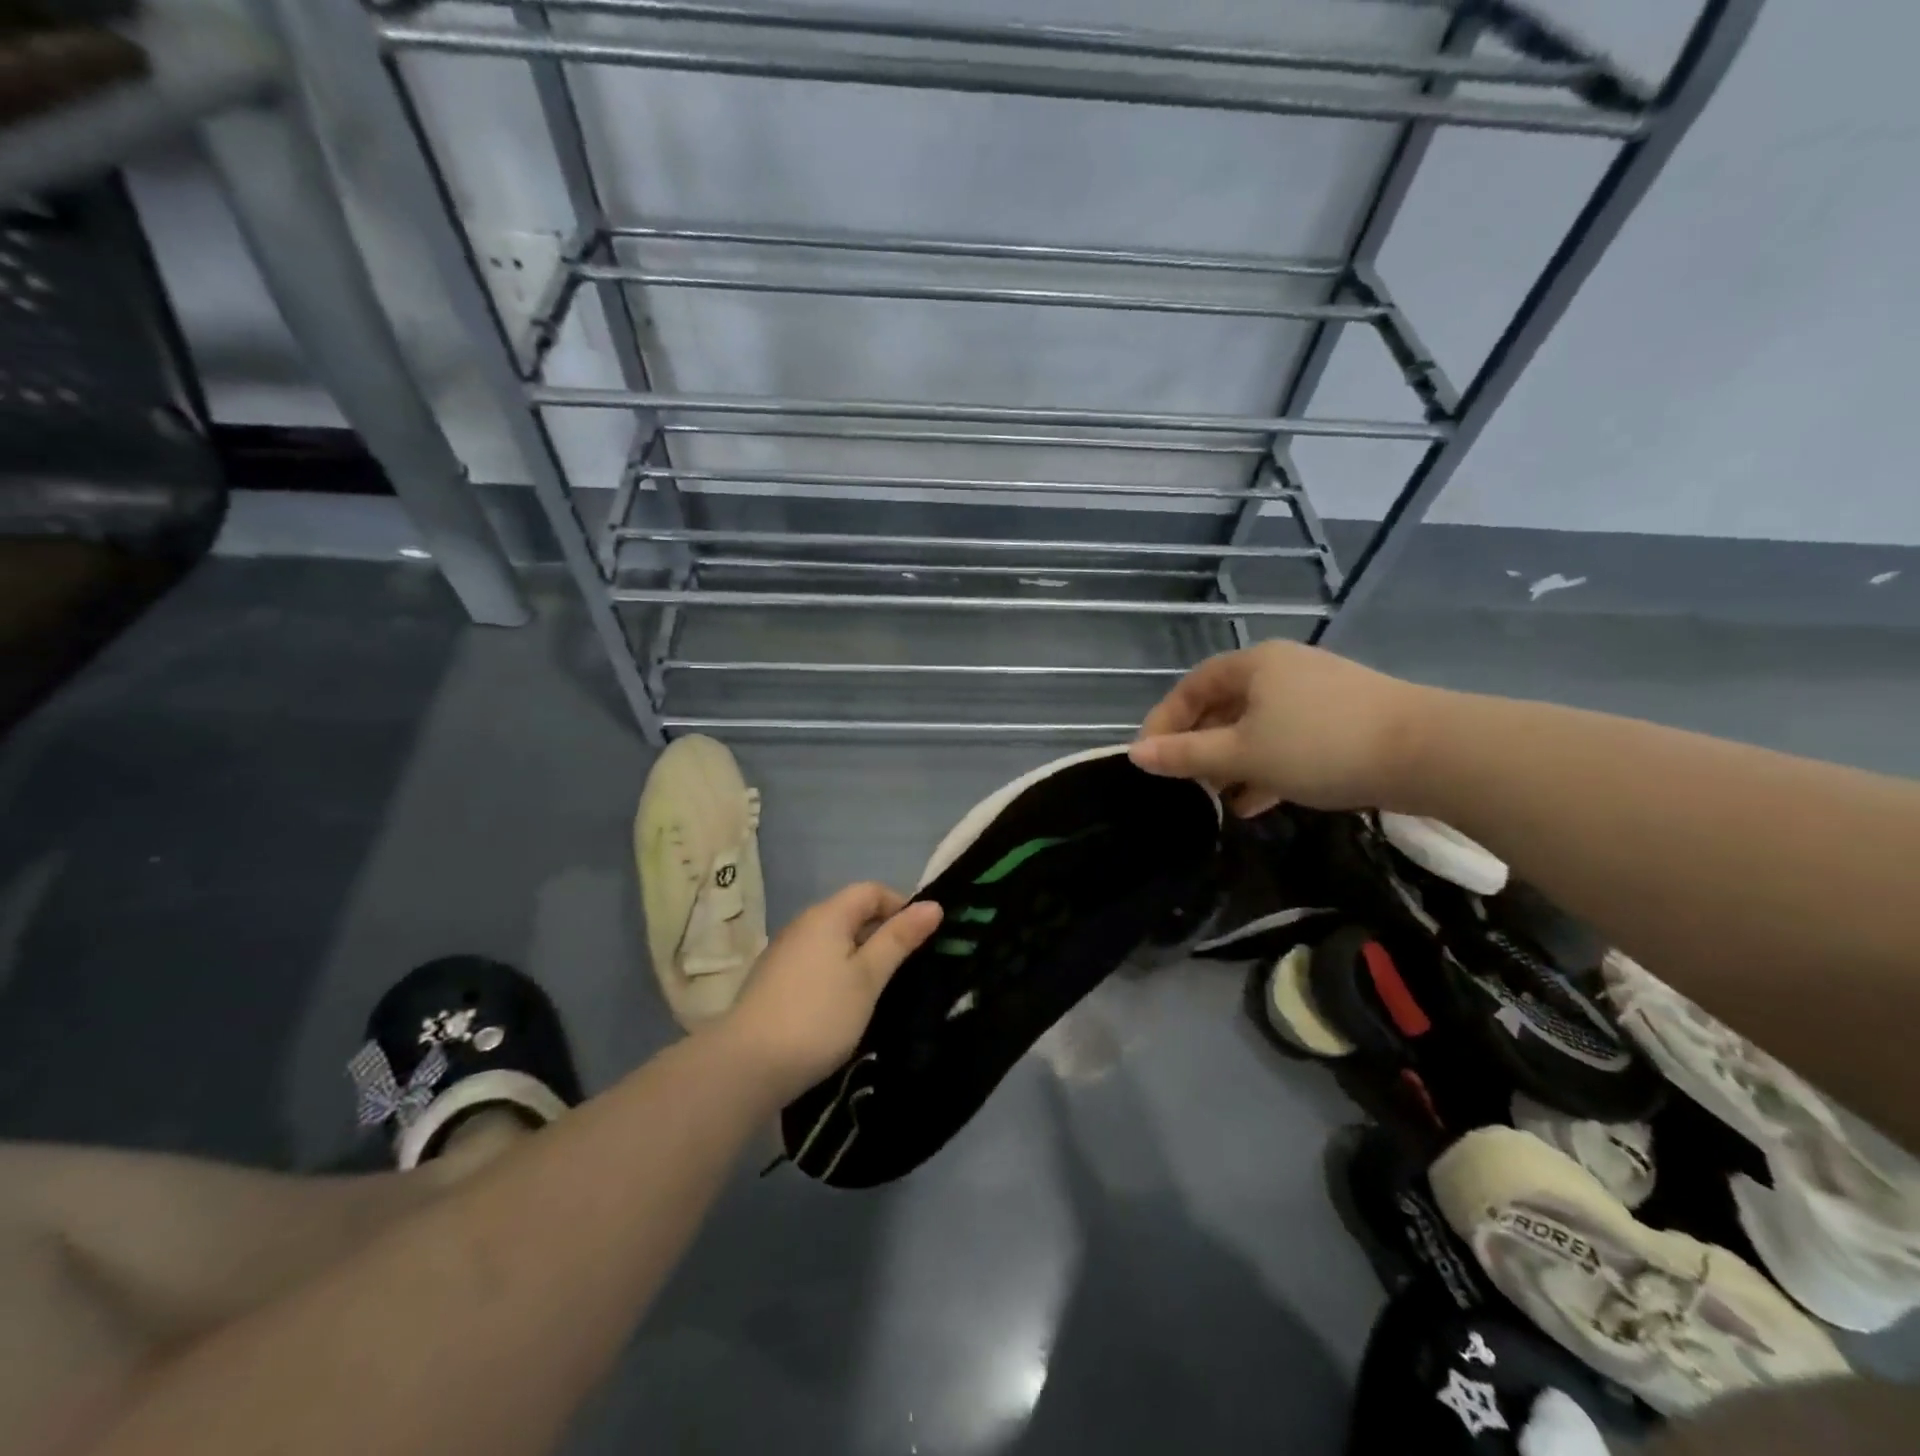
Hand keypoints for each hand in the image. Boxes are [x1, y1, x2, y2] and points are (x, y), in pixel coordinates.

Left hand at [718, 883, 942, 1101]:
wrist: (747, 1066)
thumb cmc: (818, 1015)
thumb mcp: (868, 977)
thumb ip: (898, 939)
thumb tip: (932, 905)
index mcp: (827, 915)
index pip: (871, 890)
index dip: (900, 907)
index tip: (922, 940)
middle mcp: (803, 924)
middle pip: (852, 913)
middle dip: (883, 934)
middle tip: (909, 968)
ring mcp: (785, 953)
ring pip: (835, 941)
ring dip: (862, 957)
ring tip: (882, 990)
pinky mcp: (776, 981)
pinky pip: (818, 962)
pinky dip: (839, 973)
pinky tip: (847, 1005)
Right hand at [1129, 641, 1432, 815]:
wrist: (1429, 753)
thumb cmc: (1320, 745)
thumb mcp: (1244, 754)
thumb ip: (1186, 755)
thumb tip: (1136, 754)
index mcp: (1254, 665)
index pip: (1192, 687)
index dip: (1164, 721)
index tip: (1150, 759)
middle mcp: (1282, 670)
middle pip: (1224, 706)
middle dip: (1200, 747)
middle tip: (1186, 784)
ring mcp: (1316, 694)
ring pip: (1257, 727)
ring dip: (1233, 763)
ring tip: (1219, 801)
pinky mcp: (1343, 719)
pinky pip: (1288, 739)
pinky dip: (1267, 767)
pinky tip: (1257, 802)